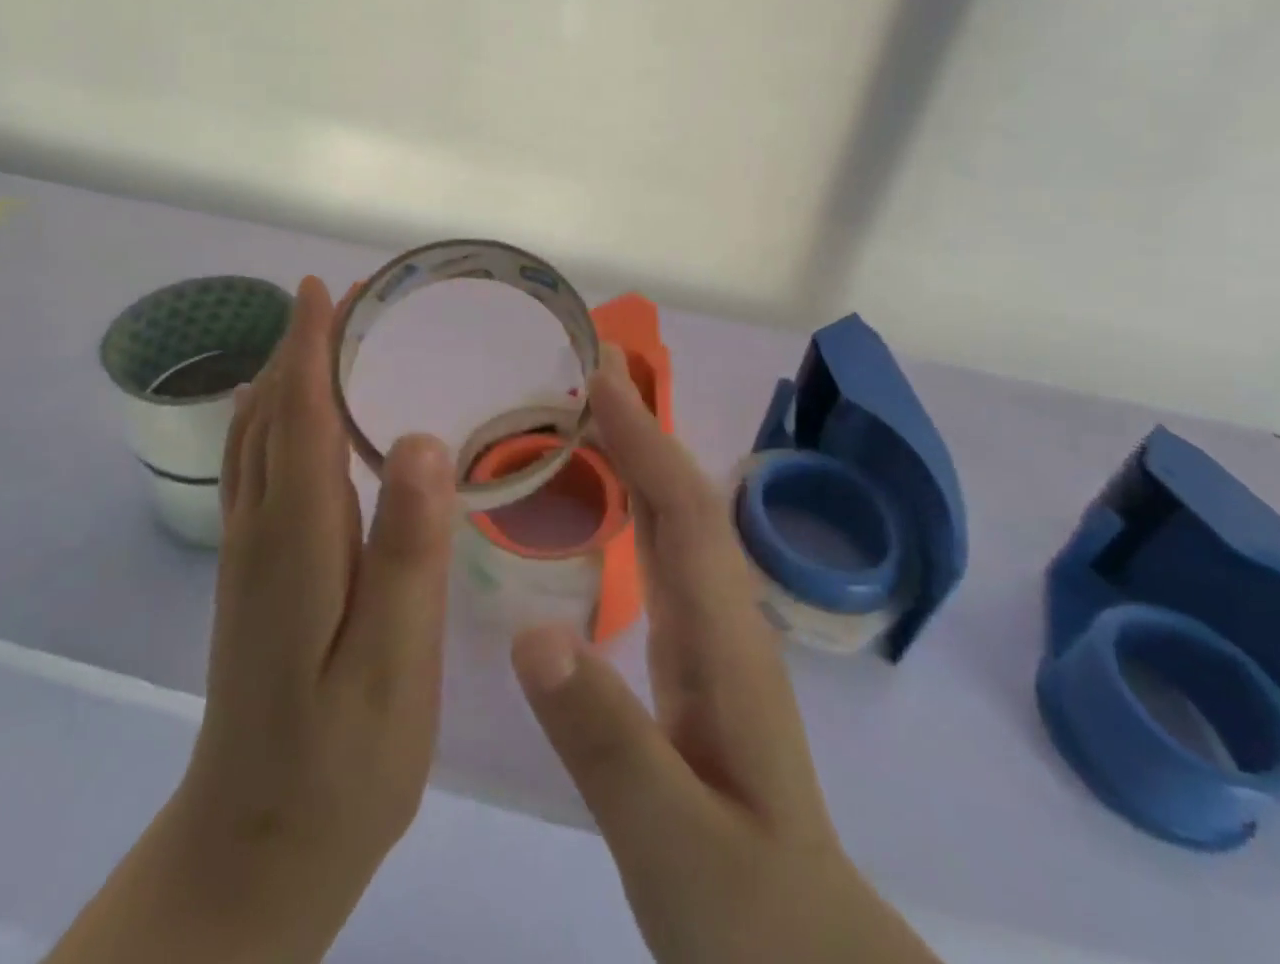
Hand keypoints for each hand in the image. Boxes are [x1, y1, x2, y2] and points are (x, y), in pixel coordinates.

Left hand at [50, 275, 456, 963]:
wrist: (254, 855)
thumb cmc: (342, 764)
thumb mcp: (392, 665)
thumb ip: (407, 551)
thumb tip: (418, 440)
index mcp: (296, 543)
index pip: (298, 418)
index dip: (310, 348)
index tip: (325, 288)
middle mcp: (260, 534)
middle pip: (270, 417)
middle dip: (299, 349)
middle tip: (342, 299)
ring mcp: (248, 558)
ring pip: (256, 442)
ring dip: (285, 380)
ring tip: (325, 340)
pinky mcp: (254, 579)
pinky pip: (260, 471)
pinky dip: (279, 422)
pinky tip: (306, 426)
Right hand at [511, 348, 937, 963]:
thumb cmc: (747, 912)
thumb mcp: (671, 841)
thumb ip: (606, 740)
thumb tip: (531, 633)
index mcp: (724, 642)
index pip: (683, 511)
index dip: (644, 439)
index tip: (599, 378)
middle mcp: (726, 620)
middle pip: (684, 498)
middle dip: (642, 426)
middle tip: (587, 369)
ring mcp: (716, 638)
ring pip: (677, 522)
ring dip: (639, 457)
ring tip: (588, 412)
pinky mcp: (699, 661)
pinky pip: (664, 557)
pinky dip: (636, 506)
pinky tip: (607, 502)